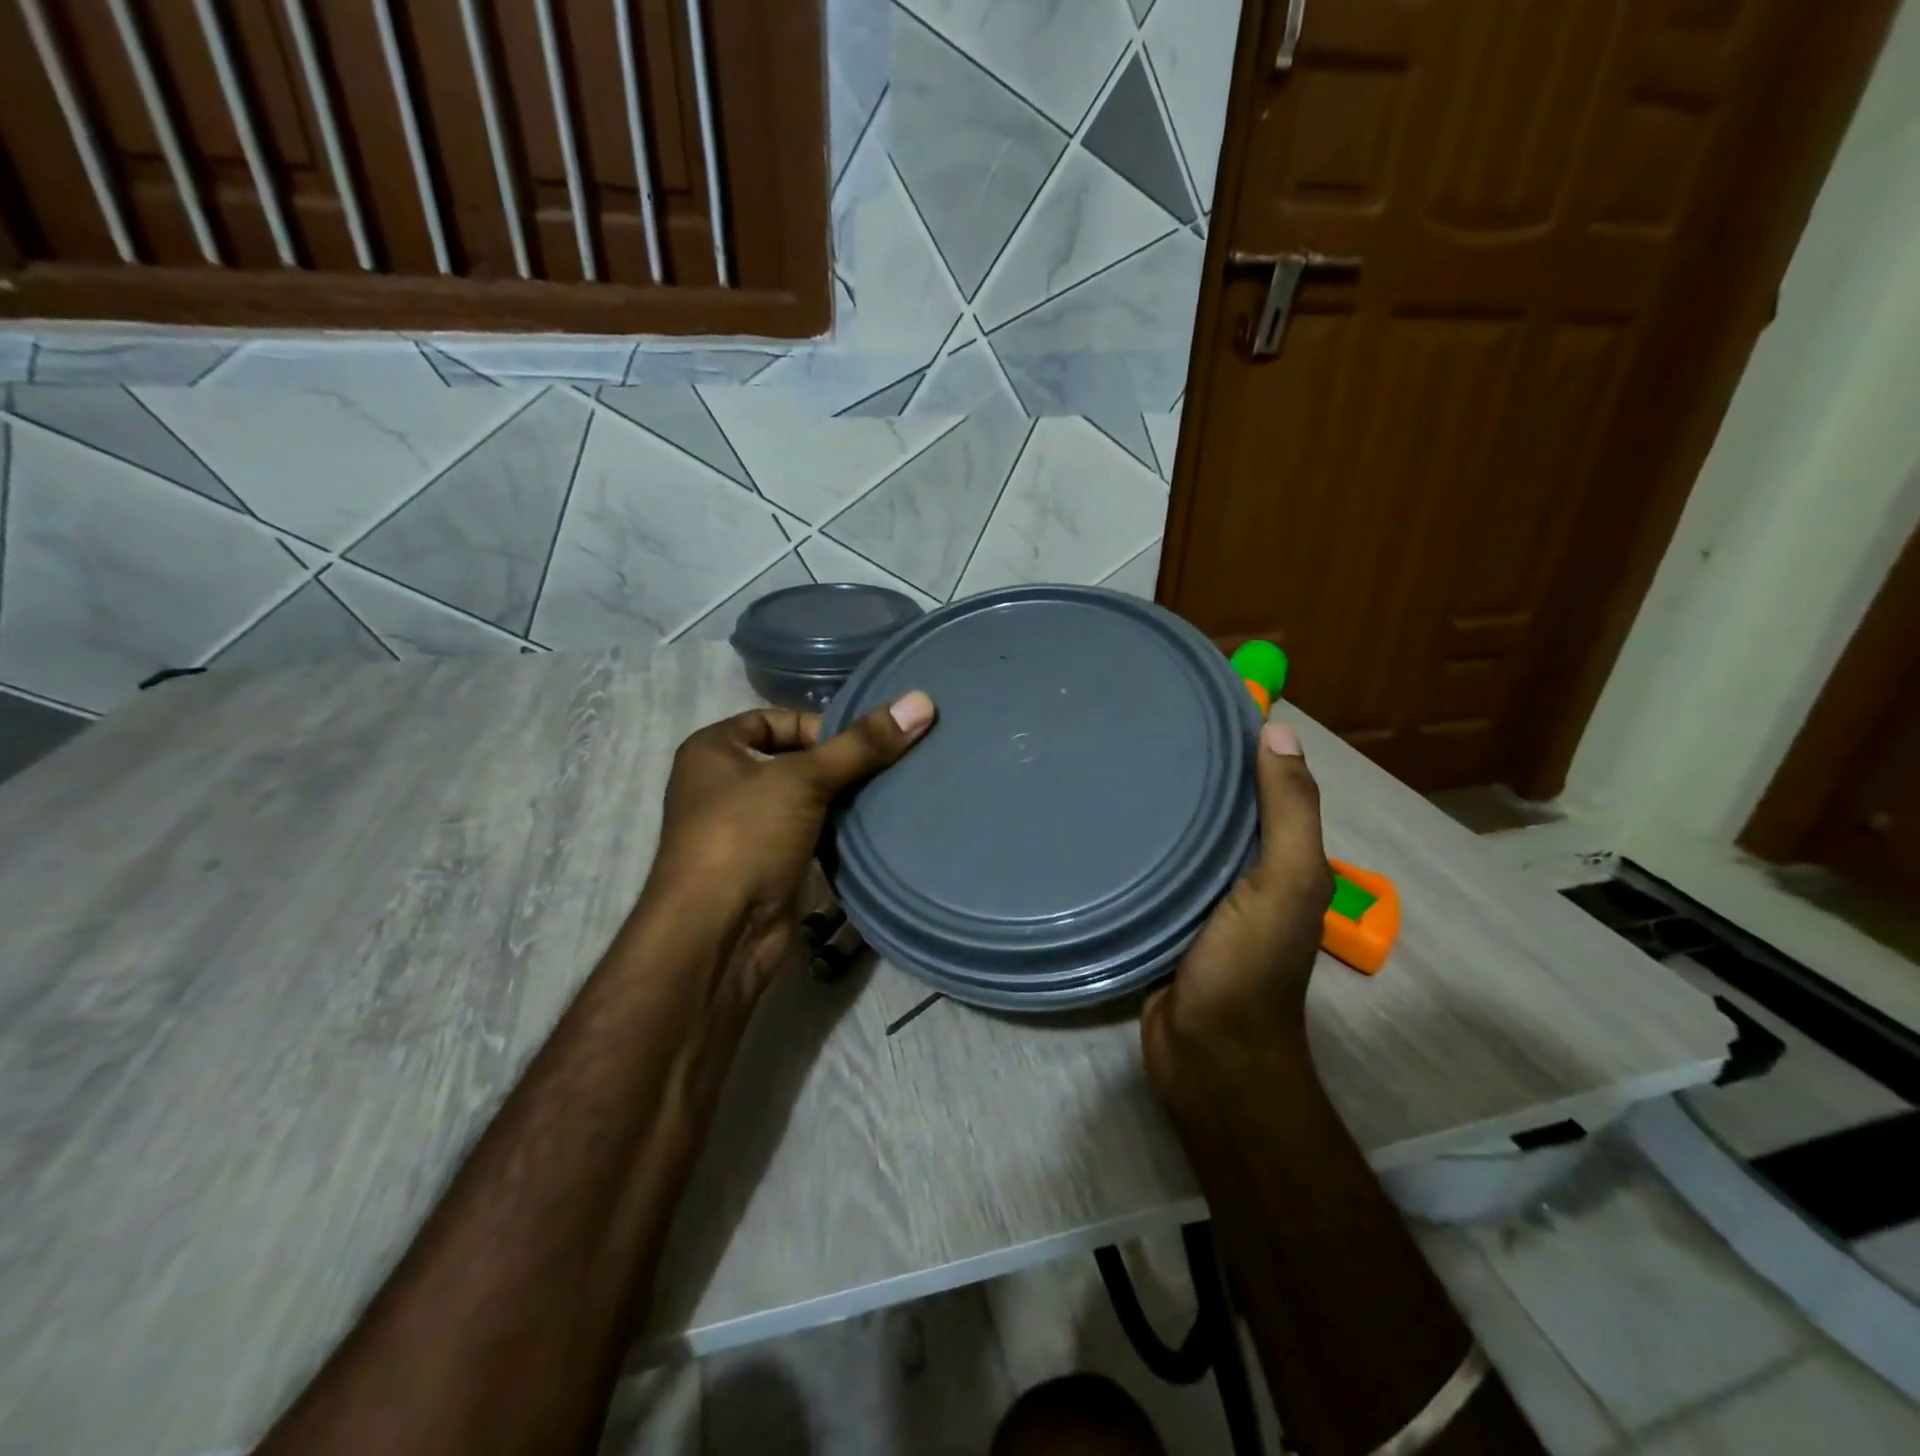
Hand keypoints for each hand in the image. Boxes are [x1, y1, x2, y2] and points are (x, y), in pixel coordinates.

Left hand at [639, 691, 936, 997]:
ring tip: (886, 794)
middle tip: (887, 766)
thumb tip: (921, 701)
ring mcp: (742, 826)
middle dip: (837, 763)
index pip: (776, 719)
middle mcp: (721, 782)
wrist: (716, 933)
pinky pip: (805, 831)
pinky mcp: (763, 862)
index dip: (820, 726)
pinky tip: (867, 829)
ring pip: (801, 798)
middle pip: (792, 758)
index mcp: (713, 749)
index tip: (865, 743)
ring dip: (838, 798)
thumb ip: (862, 744)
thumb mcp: (804, 779)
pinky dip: (832, 829)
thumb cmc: (746, 837)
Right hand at [1141, 715, 1333, 1102]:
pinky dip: (1130, 844)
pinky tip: (1094, 819)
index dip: (1237, 741)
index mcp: (1277, 855)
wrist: (1209, 1057)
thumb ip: (1288, 812)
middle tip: (1130, 727)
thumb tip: (1278, 728)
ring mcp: (1194, 894)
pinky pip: (1147, 867)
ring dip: (1152, 804)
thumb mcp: (1286, 883)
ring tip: (1104, 761)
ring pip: (1175, 835)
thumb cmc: (1250, 967)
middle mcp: (1239, 868)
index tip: (1191, 701)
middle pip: (1214, 805)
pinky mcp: (1156, 914)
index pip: (1260, 783)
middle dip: (1185, 767)